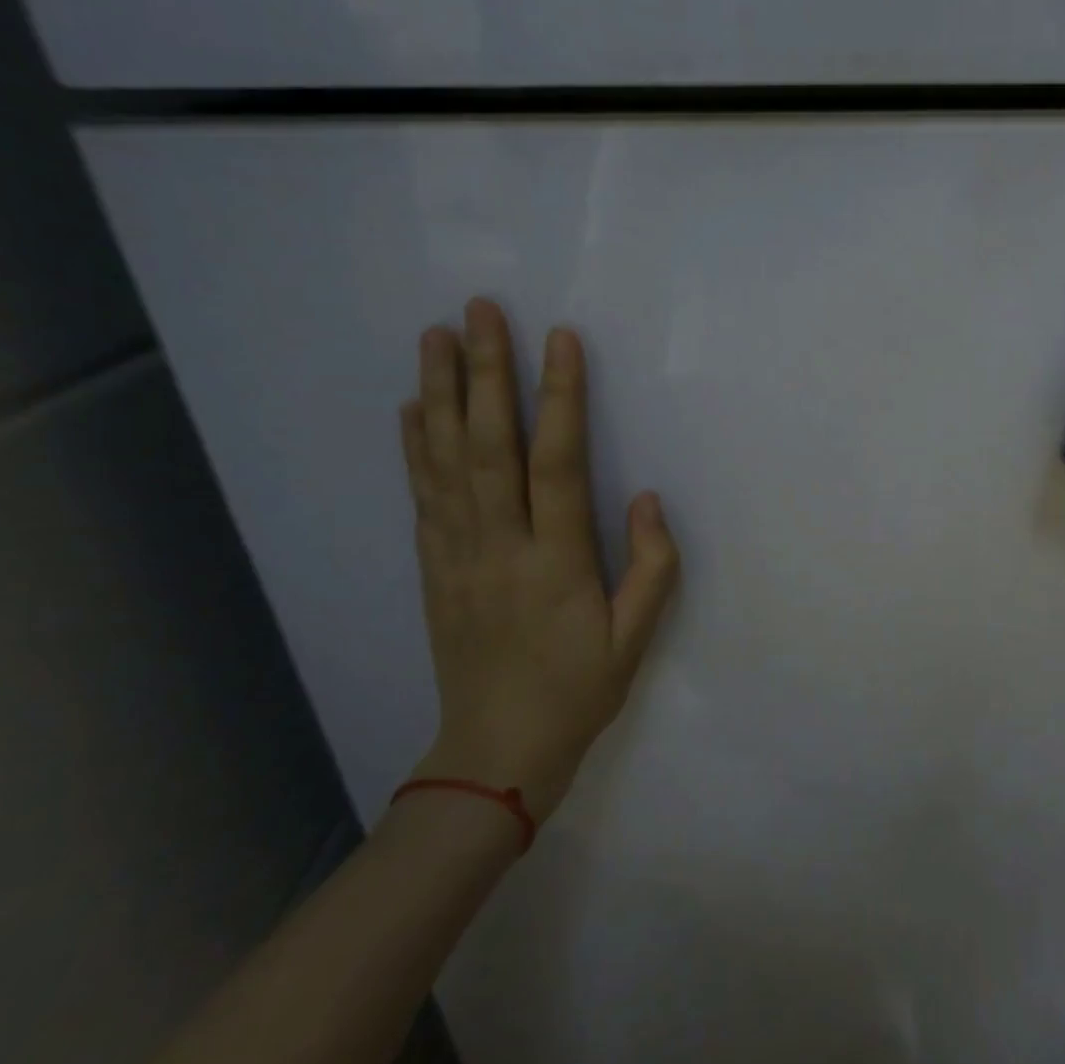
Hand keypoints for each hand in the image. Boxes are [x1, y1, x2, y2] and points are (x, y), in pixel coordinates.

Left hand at [399, 299, 678, 821]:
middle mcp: (498, 546)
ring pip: (444, 461)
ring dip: (439, 393)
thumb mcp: (636, 639)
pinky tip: (412, 408)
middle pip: (486, 445)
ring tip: (435, 336)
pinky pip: (422, 496)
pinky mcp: (434, 568)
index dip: (560, 397)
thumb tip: (646, 497)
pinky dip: (414, 446)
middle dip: (483, 372)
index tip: (560, 339)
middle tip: (478, 310)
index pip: (556, 462)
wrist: (496, 753)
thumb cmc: (578, 692)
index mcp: (554, 561)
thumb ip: (652, 566)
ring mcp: (457, 555)